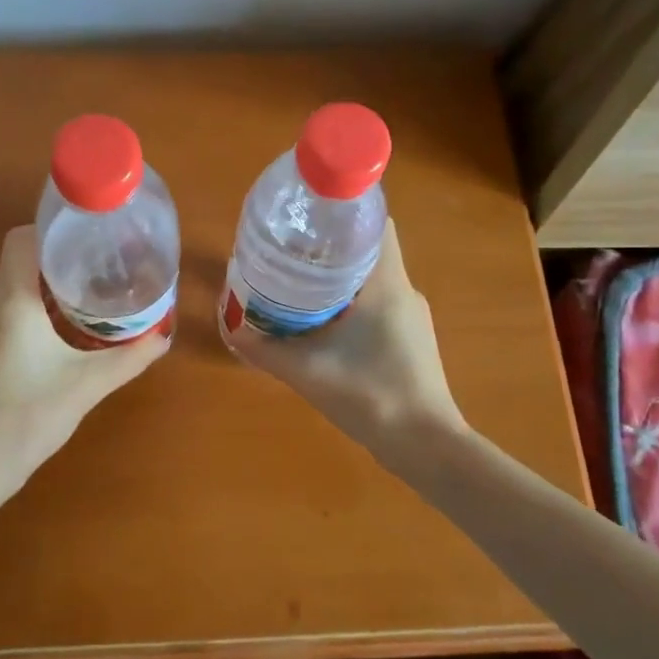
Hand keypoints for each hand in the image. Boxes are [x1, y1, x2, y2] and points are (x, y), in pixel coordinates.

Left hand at [0, 225, 169, 476]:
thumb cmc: (28, 415)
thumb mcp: (88, 385)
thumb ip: (129, 358)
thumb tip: (164, 337)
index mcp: (13, 301)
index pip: (22, 239)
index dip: (53, 229)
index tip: (89, 236)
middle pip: (24, 261)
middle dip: (63, 258)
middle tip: (105, 264)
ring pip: (19, 288)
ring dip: (53, 286)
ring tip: (95, 293)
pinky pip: (14, 312)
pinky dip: (41, 310)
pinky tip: (70, 331)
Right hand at [226, 220, 463, 464]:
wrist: (424, 446)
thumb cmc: (371, 395)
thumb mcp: (307, 371)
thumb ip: (265, 350)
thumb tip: (233, 328)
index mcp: (387, 283)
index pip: (375, 223)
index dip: (344, 212)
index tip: (309, 216)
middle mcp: (405, 290)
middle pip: (369, 249)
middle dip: (331, 245)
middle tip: (291, 249)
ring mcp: (412, 316)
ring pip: (374, 278)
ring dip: (341, 276)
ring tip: (300, 282)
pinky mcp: (411, 339)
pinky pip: (379, 303)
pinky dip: (353, 301)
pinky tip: (324, 322)